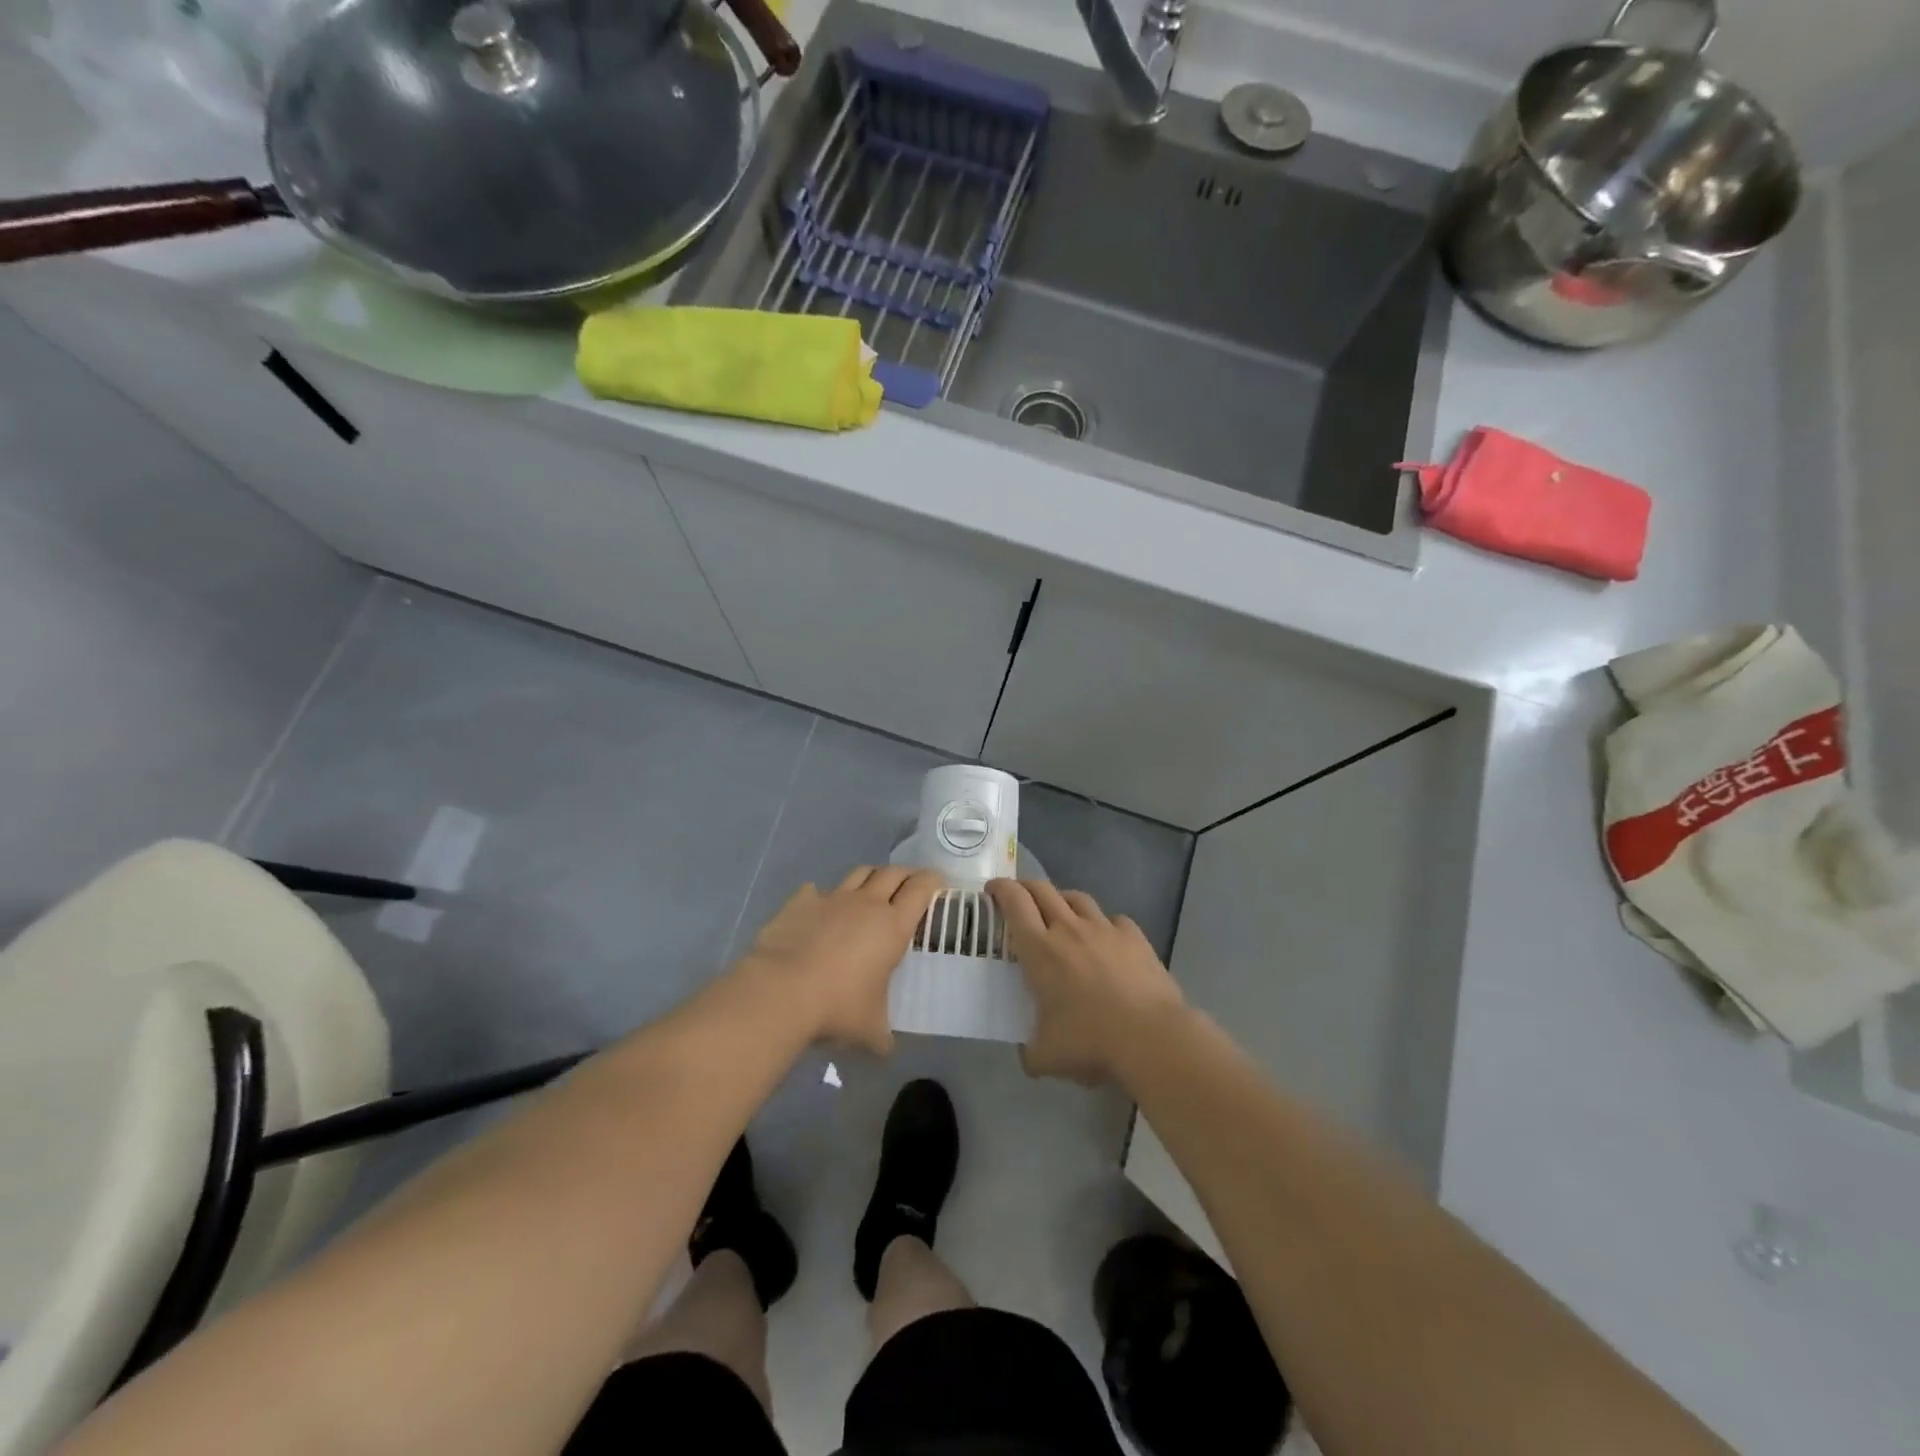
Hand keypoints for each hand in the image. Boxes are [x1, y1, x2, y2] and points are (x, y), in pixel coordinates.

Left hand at [741, 866, 942, 1053]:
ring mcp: (831, 898)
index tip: (938, 884)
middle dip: (905, 876)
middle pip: (893, 873)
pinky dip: (822, 897)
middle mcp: (866, 904)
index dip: (933, 881)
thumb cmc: (837, 1008)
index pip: (921, 888)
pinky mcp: (799, 902)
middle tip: (909, 888)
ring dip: (870, 878)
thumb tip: (885, 1048)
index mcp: (893, 927)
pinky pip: (815, 890)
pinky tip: (820, 910)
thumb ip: (882, 1035)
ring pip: (859, 873)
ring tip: (871, 892)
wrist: (780, 992)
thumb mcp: (870, 1031)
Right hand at [987, 880, 1185, 1084]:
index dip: (1001, 889)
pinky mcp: (1134, 937)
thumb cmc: (1090, 1042)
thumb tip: (1028, 1056)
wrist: (1151, 1037)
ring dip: (1063, 900)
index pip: (1014, 903)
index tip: (993, 889)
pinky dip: (1104, 924)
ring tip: (1061, 913)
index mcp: (1040, 950)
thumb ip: (1030, 1051)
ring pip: (1078, 898)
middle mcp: (1069, 929)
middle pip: (1043, 890)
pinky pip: (1113, 919)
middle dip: (1026, 887)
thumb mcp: (1047, 1056)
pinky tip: (1105, 940)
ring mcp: (1104, 929)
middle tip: (1019, 897)